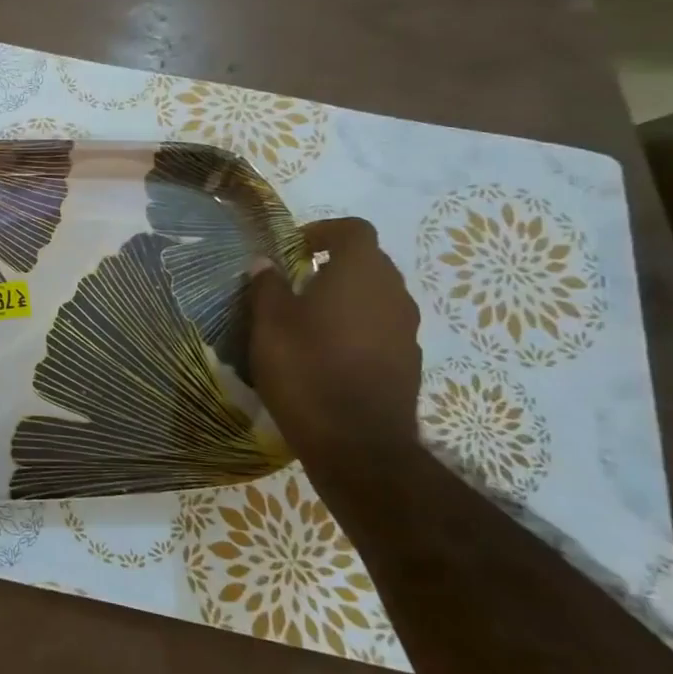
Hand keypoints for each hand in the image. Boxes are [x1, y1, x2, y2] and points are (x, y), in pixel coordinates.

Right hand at [248, 217, 422, 466]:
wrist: (358, 444)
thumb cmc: (306, 369)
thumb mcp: (269, 324)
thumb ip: (267, 286)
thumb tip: (264, 263)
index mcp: (360, 273)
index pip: (353, 229)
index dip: (323, 231)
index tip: (293, 248)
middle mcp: (393, 293)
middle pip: (368, 262)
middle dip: (333, 265)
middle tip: (295, 284)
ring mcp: (406, 330)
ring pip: (376, 297)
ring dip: (346, 299)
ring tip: (309, 321)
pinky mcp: (408, 362)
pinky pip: (381, 329)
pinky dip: (357, 329)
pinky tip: (328, 354)